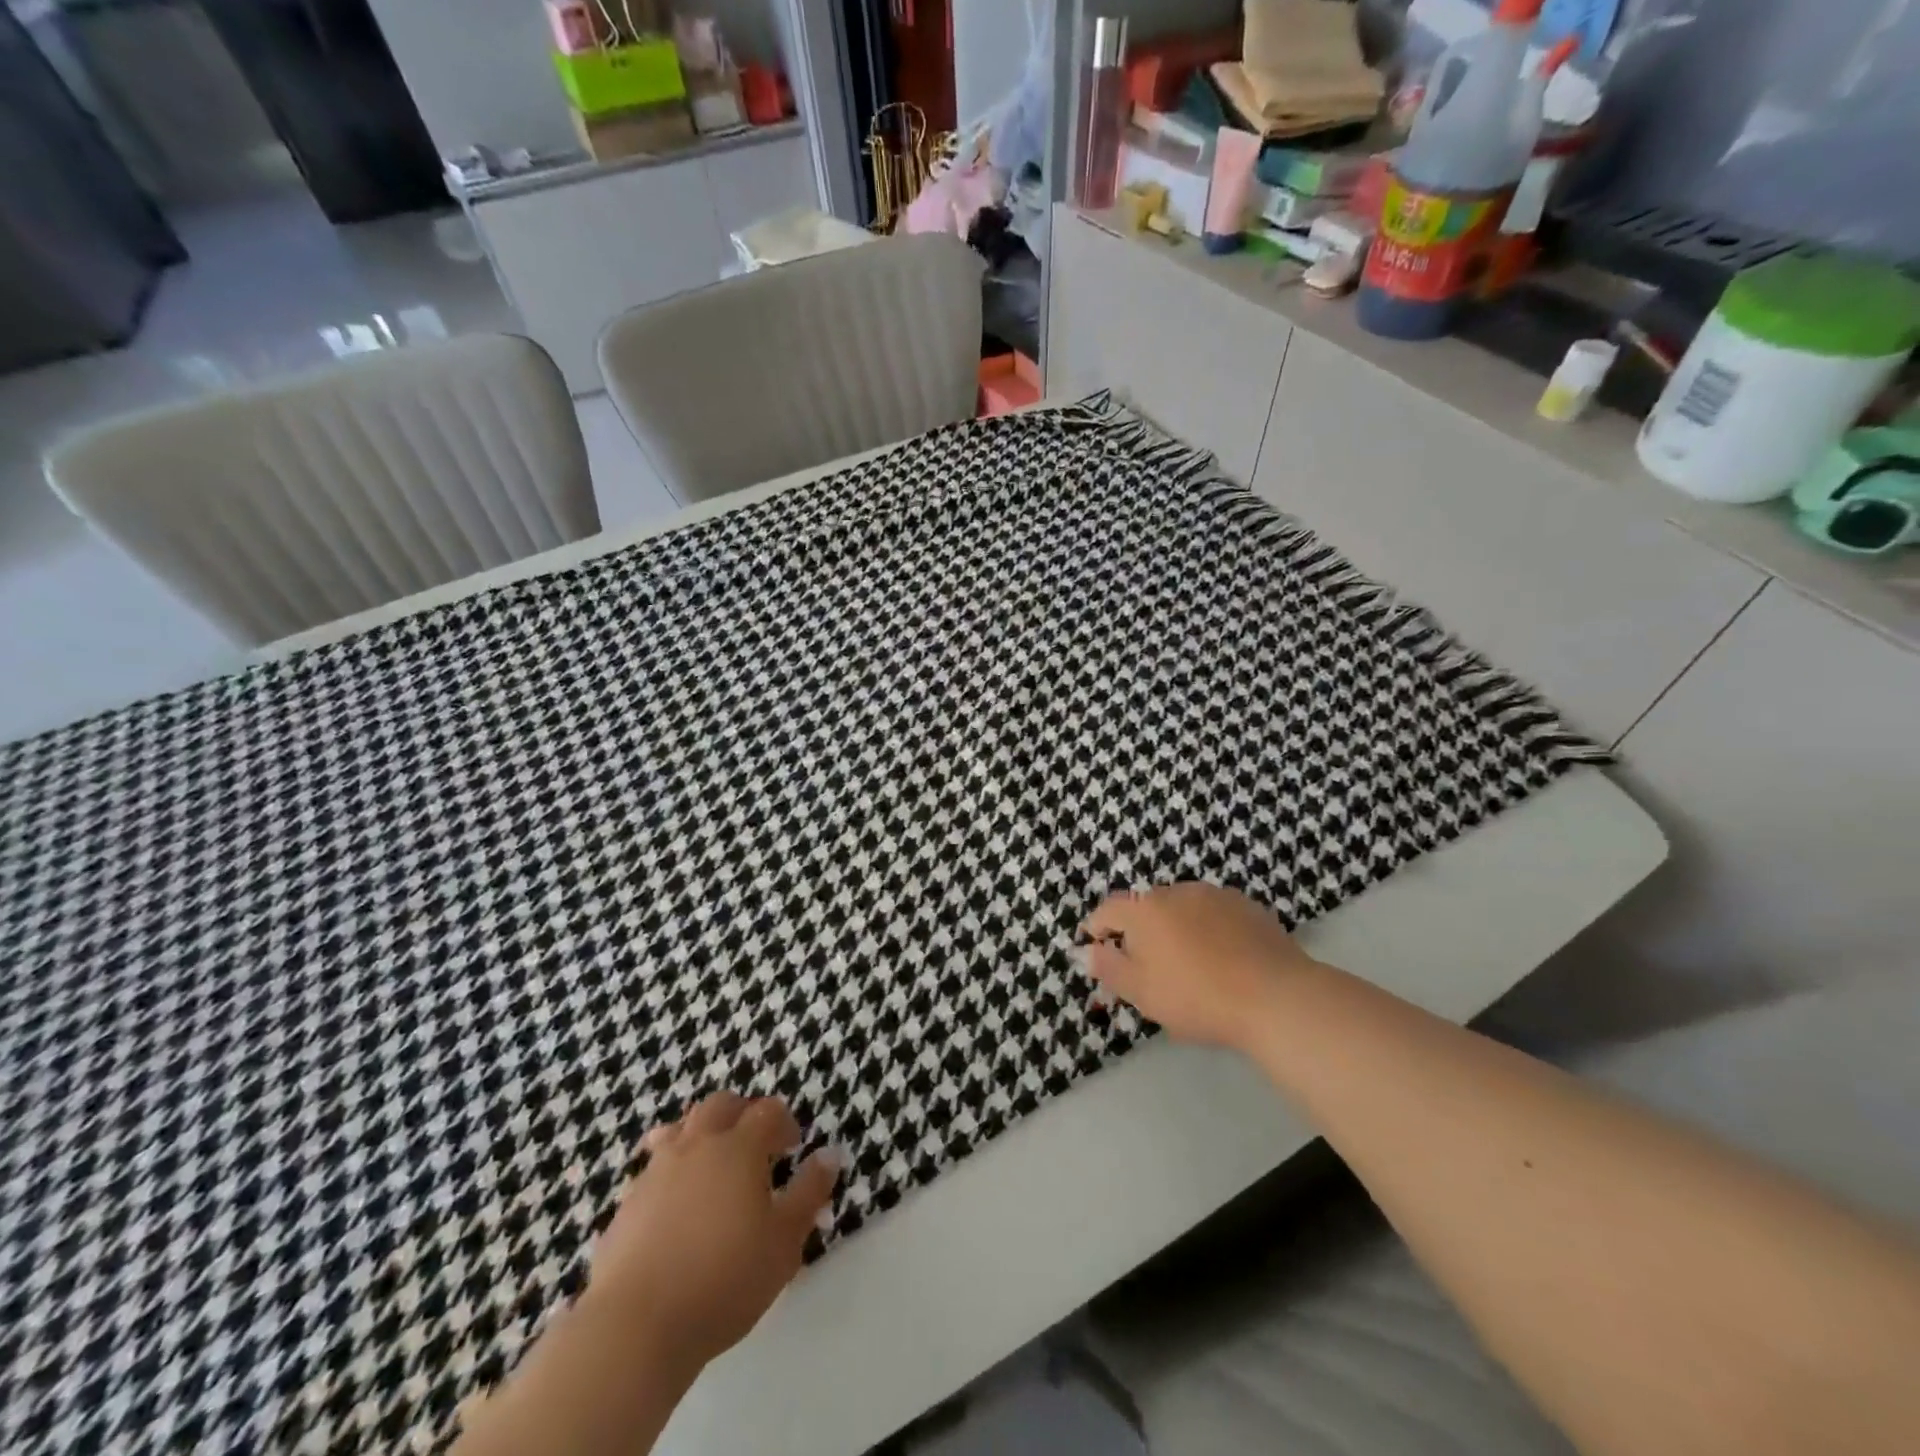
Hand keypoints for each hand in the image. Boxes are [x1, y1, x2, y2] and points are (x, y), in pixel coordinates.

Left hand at [588, 1093, 839, 1372]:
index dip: (784, 1122)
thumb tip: (829, 1154)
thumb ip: (809, 1193)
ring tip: (712, 1165)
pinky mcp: (627, 1202)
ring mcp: (656, 1170)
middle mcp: (697, 1145)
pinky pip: (654, 1166)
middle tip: (755, 1145)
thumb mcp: (785, 1242)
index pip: (767, 1111)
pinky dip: (672, 1170)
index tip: (793, 1146)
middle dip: (742, 1114)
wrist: (635, 1326)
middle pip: (721, 1105)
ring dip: (702, 1134)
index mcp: (739, 1147)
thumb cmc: (724, 1280)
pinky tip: (677, 1205)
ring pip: (681, 1128)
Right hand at [1081, 883, 1318, 1051]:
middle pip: (1146, 907)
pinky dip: (1208, 929)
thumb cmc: (1196, 997)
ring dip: (1175, 927)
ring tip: (1186, 962)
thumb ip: (1109, 968)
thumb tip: (1086, 950)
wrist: (1275, 997)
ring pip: (1182, 908)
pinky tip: (1221, 958)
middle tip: (1144, 965)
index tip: (1096, 948)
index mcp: (1144, 909)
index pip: (1108, 910)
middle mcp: (1176, 891)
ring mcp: (1215, 895)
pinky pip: (1214, 914)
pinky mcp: (1247, 906)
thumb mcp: (1141, 992)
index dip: (1097, 928)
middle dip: (1139, 930)